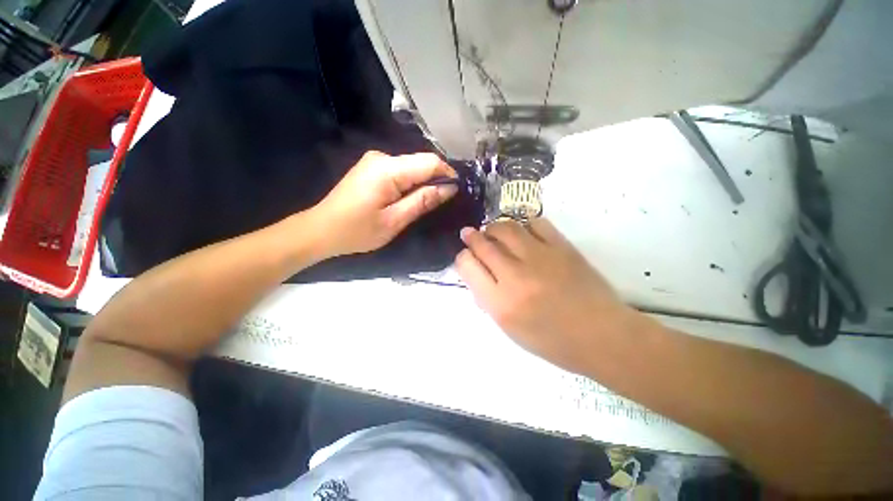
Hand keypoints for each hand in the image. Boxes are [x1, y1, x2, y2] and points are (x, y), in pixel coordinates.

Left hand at [312, 151, 457, 256]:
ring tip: (427, 203)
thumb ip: (422, 201)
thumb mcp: (394, 220)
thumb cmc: (357, 230)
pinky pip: (400, 171)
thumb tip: (450, 188)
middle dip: (436, 179)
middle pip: (420, 162)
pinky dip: (411, 183)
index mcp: (388, 169)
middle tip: (442, 202)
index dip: (447, 173)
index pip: (429, 161)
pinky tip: (409, 198)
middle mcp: (381, 157)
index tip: (457, 191)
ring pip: (412, 167)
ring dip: (423, 182)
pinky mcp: (371, 168)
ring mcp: (375, 161)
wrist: (321, 230)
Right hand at [455, 218, 644, 373]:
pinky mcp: (562, 247)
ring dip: (494, 227)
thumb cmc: (553, 341)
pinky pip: (536, 223)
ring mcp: (540, 258)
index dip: (463, 258)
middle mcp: (515, 276)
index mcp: (500, 303)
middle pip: (483, 244)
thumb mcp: (510, 329)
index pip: (467, 266)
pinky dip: (524, 224)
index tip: (467, 256)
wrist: (601, 335)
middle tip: (470, 233)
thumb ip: (489, 300)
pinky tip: (524, 232)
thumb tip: (478, 275)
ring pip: (506, 228)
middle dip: (472, 236)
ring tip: (493, 231)